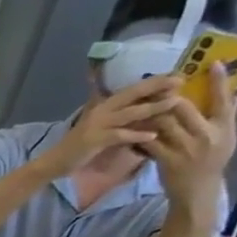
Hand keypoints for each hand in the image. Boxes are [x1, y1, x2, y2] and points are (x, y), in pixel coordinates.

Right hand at [46, 75, 182, 174]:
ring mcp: (97, 124)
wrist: (55, 161)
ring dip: (153, 107)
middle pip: (133, 95)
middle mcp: (101, 110)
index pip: (132, 89)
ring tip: (174, 103)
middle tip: (180, 80)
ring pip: (130, 113)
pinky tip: (152, 136)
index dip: (153, 82)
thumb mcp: (96, 124)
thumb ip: (115, 115)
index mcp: (103, 105)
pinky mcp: (94, 140)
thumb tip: (136, 108)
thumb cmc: (78, 145)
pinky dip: (136, 135)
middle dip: (157, 87)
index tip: (176, 74)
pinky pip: (119, 135)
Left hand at [143, 63, 236, 213]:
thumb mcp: (228, 138)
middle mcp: (205, 135)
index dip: (218, 81)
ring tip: (140, 101)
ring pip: (163, 122)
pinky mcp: (165, 159)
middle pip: (184, 108)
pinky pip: (148, 141)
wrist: (197, 191)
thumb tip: (236, 93)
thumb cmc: (213, 162)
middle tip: (158, 84)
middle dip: (169, 95)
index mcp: (224, 128)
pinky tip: (130, 126)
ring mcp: (184, 148)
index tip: (212, 63)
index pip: (223, 100)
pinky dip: (139, 132)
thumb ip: (229, 116)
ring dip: (150, 111)